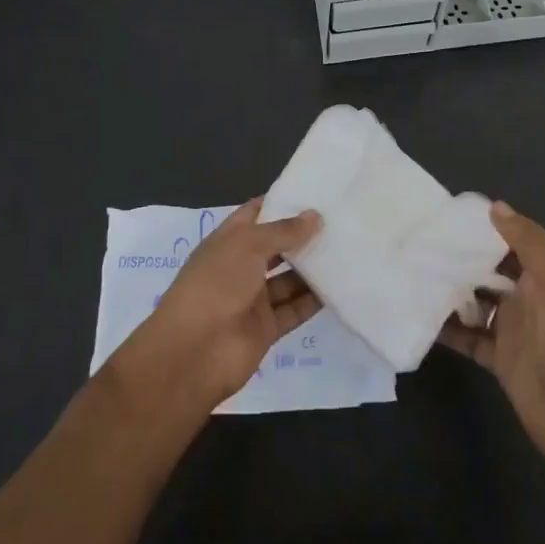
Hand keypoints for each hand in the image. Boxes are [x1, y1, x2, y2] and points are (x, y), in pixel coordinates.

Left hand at [121, 199, 323, 407]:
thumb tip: (315, 216)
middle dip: (304, 236)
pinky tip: (343, 286)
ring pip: (290, 279)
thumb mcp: (247, 245)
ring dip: (314, 268)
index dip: (282, 202)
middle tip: (343, 222)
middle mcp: (241, 267)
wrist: (194, 351)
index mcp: (228, 242)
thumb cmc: (216, 284)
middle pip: (277, 247)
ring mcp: (254, 299)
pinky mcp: (267, 328)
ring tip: (350, 250)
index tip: (316, 192)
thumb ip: (283, 231)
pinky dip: (315, 300)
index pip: (256, 214)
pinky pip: (295, 309)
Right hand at [439, 202, 544, 493]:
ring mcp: (510, 329)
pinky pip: (465, 336)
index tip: (444, 216)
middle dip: (458, 258)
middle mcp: (527, 297)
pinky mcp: (496, 357)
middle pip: (487, 270)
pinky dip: (445, 328)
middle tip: (416, 244)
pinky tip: (417, 316)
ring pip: (473, 302)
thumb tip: (495, 206)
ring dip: (448, 291)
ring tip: (409, 275)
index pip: (510, 241)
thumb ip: (529, 243)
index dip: (483, 228)